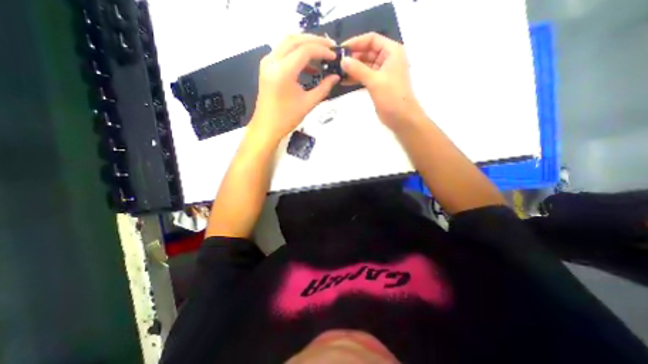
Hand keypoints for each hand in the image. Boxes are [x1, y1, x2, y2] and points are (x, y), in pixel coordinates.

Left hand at [248, 32, 339, 141]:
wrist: (266, 127)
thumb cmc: (287, 118)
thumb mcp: (308, 103)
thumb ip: (324, 88)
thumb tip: (336, 77)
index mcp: (283, 71)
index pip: (305, 50)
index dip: (322, 51)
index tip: (334, 57)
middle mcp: (272, 61)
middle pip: (295, 39)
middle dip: (315, 41)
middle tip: (330, 48)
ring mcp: (267, 63)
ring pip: (288, 43)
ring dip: (305, 45)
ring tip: (321, 54)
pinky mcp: (267, 67)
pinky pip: (283, 52)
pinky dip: (296, 54)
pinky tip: (309, 66)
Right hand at [341, 31, 422, 128]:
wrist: (401, 117)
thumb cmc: (392, 96)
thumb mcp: (374, 80)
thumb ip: (358, 69)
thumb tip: (342, 60)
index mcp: (391, 52)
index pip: (372, 39)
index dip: (356, 42)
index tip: (341, 49)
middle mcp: (387, 59)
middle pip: (367, 52)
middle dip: (352, 56)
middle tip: (336, 62)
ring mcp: (382, 73)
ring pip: (365, 65)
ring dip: (352, 68)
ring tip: (337, 72)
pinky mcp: (377, 84)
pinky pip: (364, 76)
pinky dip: (355, 78)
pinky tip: (343, 81)